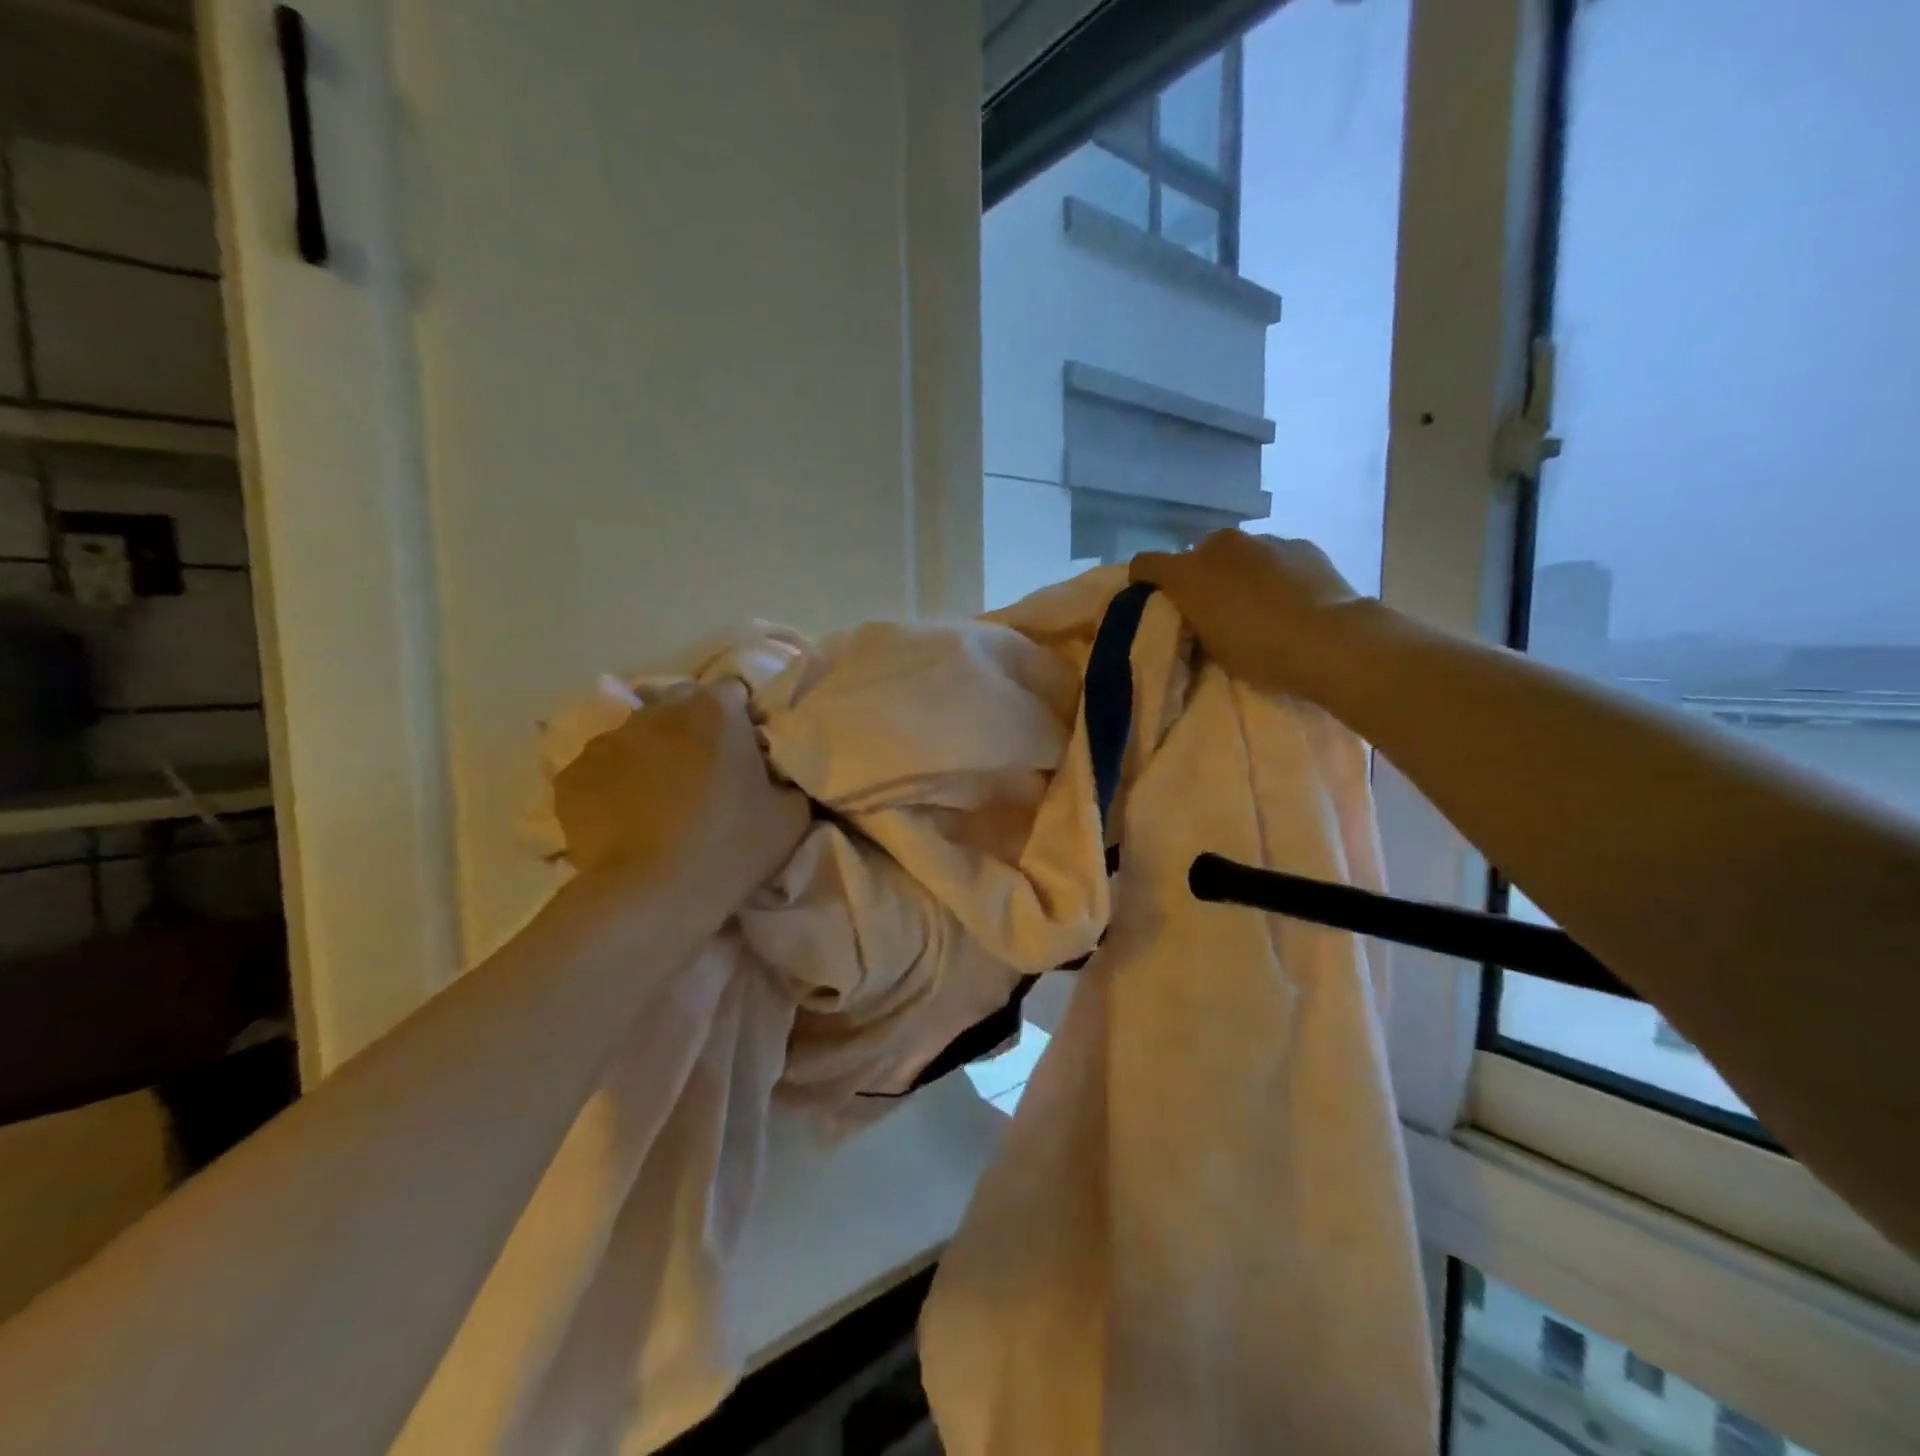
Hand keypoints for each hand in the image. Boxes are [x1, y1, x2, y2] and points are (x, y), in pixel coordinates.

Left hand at [553, 681, 809, 896]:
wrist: (653, 894)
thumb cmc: (732, 847)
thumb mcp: (791, 813)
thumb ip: (785, 777)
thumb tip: (774, 774)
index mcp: (716, 710)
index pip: (733, 693)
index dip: (741, 720)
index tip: (746, 753)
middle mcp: (659, 711)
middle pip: (680, 706)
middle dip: (693, 730)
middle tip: (705, 774)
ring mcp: (608, 741)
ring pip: (636, 736)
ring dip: (651, 755)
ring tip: (659, 801)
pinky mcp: (572, 775)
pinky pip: (600, 770)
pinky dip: (613, 786)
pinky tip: (626, 821)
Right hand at [1130, 531, 1367, 699]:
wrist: (1330, 642)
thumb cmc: (1260, 652)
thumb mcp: (1212, 646)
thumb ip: (1196, 619)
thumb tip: (1198, 609)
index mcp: (1188, 573)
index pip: (1145, 564)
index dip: (1144, 579)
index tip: (1152, 597)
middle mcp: (1220, 545)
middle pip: (1196, 554)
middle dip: (1200, 575)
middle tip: (1213, 606)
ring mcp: (1263, 540)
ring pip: (1238, 553)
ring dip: (1238, 571)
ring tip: (1257, 602)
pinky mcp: (1300, 544)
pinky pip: (1274, 556)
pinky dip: (1273, 571)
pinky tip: (1289, 597)